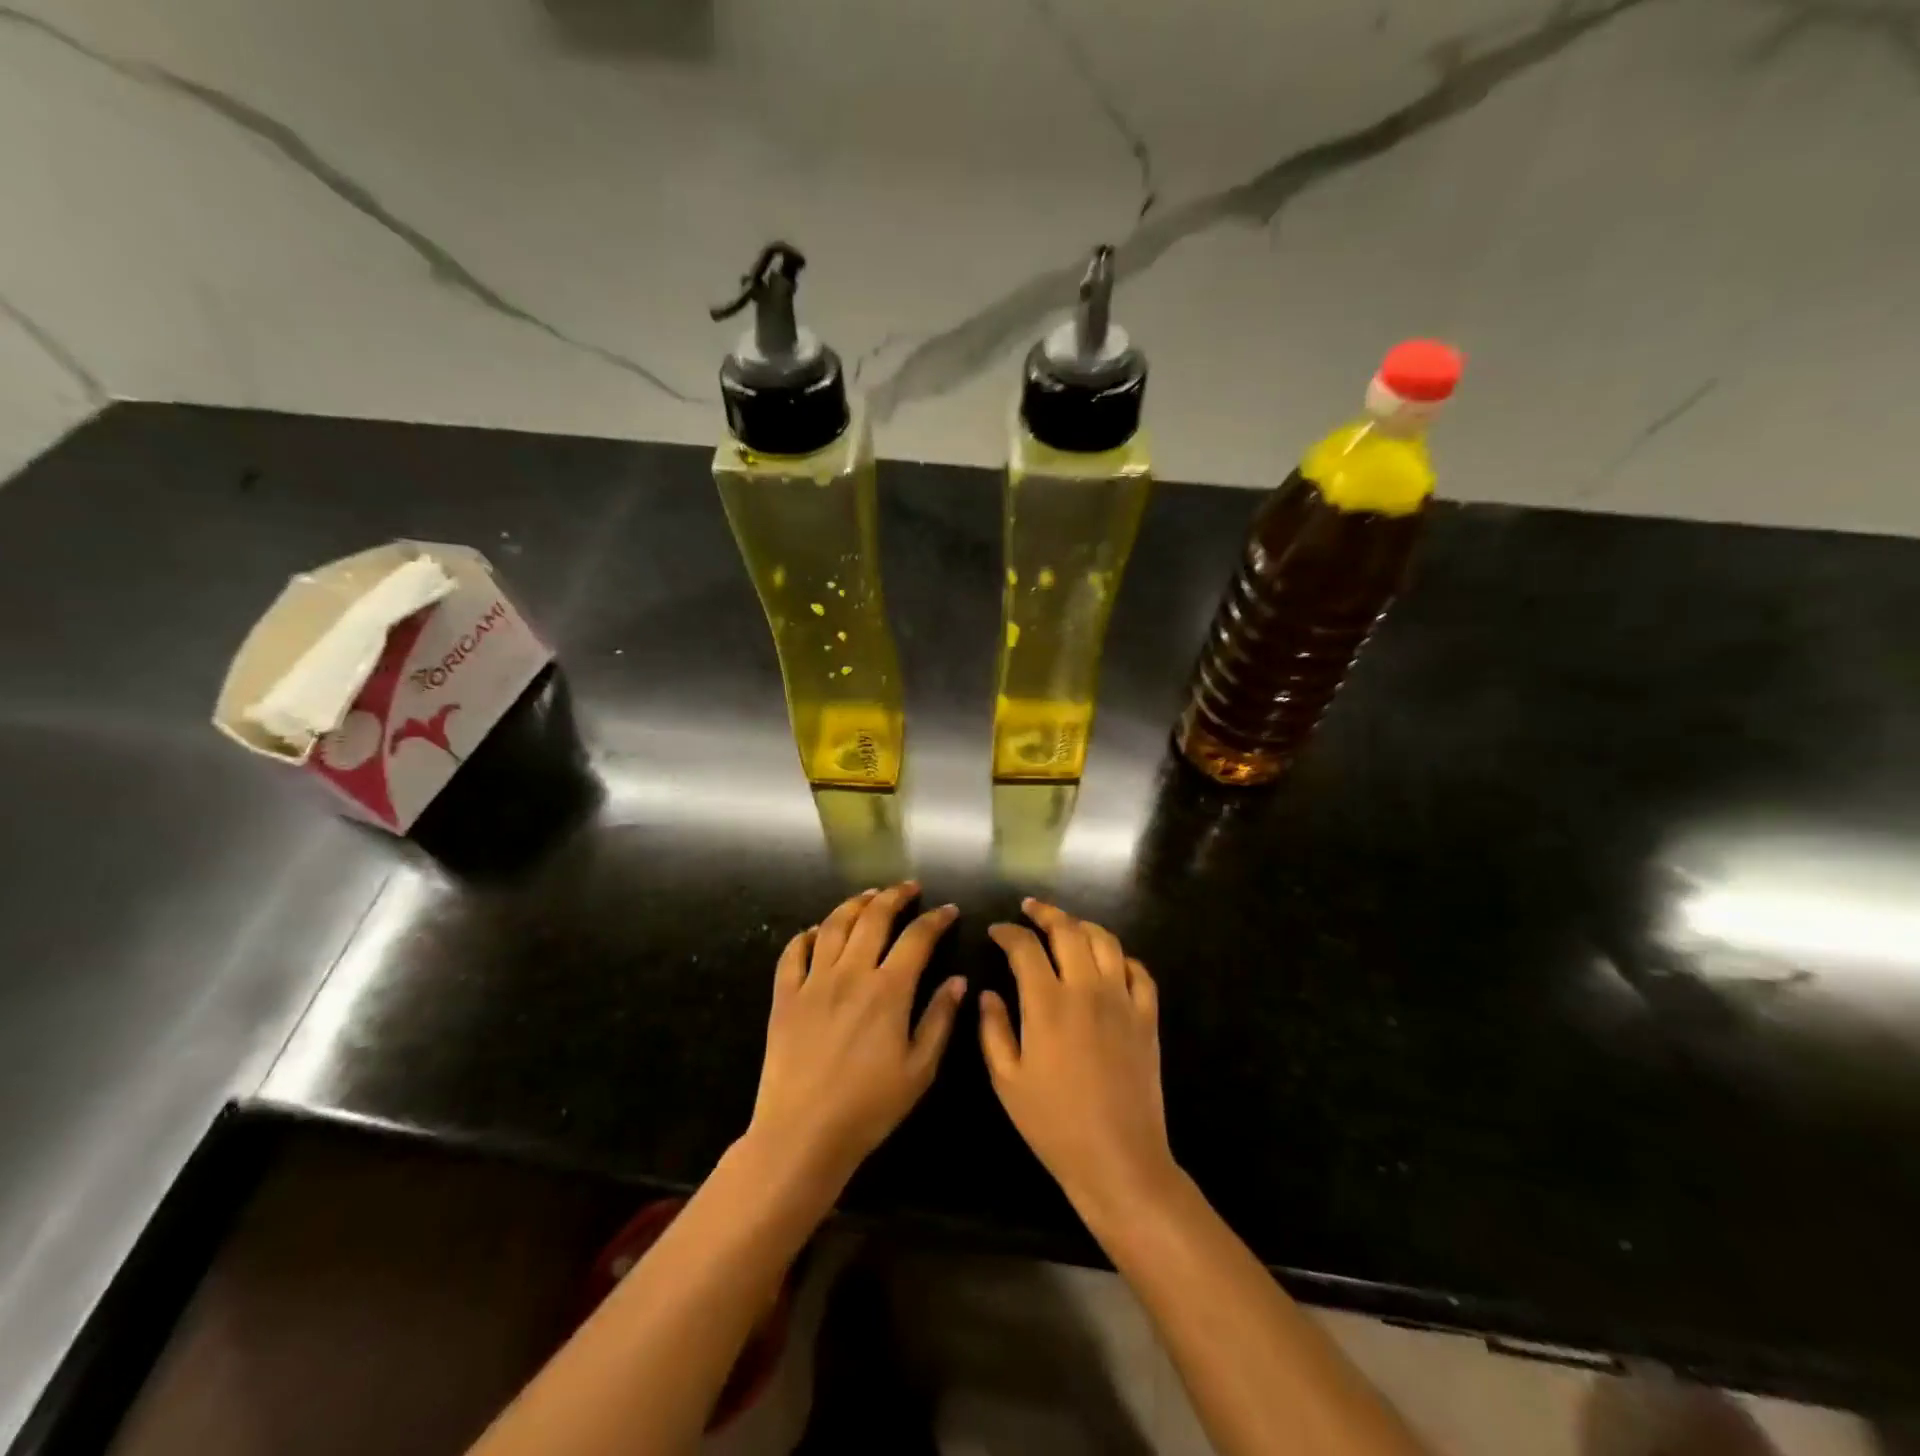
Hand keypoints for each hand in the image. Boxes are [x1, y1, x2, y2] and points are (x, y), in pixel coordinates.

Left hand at [747, 882, 965, 1191]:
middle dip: (895, 896)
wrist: (803, 1133)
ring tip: (869, 896)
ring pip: (834, 925)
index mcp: (888, 990)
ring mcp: (814, 982)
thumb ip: (939, 1019)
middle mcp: (851, 973)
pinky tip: (816, 931)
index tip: (947, 909)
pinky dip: (806, 935)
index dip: (935, 919)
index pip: (917, 938)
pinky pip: (793, 953)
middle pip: (874, 918)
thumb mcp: (919, 1069)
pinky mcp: (785, 997)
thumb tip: (957, 980)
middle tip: (908, 888)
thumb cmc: (870, 1106)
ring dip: (854, 904)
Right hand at [979, 899, 1175, 1225]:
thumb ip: (993, 1030)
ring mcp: (1122, 1000)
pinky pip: (1139, 971)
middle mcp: (1086, 989)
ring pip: (1105, 941)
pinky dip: (1121, 957)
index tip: (996, 931)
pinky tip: (1108, 962)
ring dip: (1083, 926)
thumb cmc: (1054, 1124)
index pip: (1025, 947)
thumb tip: (988, 993)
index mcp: (1047, 1003)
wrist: (1118, 1159)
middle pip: (1068, 930)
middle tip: (1030, 909)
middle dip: (1045, 912)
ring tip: (1067, 926)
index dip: (1008, 932)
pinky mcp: (1147, 1017)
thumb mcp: (1007, 1081)